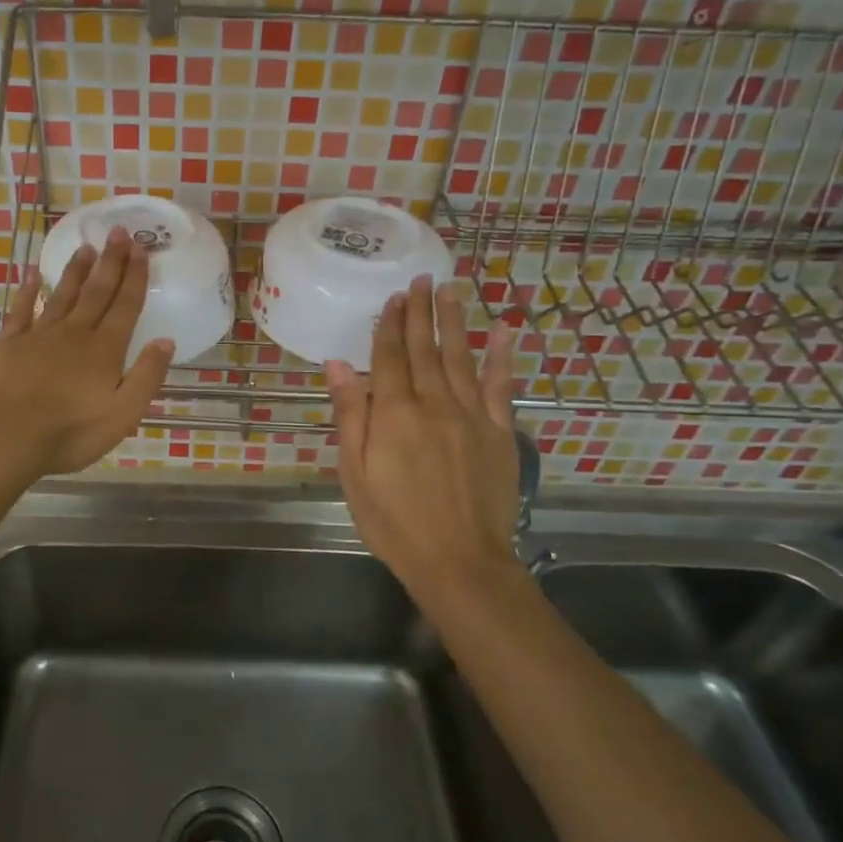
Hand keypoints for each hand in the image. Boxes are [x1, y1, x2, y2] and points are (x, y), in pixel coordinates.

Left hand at [0, 228, 172, 477]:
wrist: (5, 436)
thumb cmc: (70, 432)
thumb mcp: (122, 415)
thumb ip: (146, 376)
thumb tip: (165, 341)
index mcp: (104, 350)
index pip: (125, 306)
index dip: (135, 277)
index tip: (141, 249)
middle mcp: (74, 333)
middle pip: (97, 291)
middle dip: (110, 262)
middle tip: (118, 232)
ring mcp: (39, 335)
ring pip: (63, 295)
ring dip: (76, 270)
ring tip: (86, 247)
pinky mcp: (8, 343)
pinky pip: (21, 309)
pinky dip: (28, 290)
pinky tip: (33, 274)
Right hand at [325, 277, 524, 610]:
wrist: (459, 561)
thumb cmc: (394, 522)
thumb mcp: (354, 473)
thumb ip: (350, 415)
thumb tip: (338, 364)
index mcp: (394, 413)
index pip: (388, 357)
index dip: (390, 325)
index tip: (393, 297)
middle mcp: (434, 402)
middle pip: (424, 348)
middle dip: (420, 312)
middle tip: (421, 279)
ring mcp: (472, 415)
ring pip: (461, 356)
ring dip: (454, 321)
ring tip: (451, 289)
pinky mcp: (500, 432)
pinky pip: (501, 386)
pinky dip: (502, 357)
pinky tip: (504, 332)